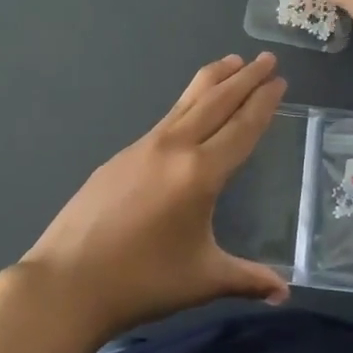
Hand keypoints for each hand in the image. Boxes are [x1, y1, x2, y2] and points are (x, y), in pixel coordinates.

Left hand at [15, 53, 290, 343]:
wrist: (68, 282)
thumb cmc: (142, 281)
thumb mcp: (203, 280)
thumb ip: (247, 279)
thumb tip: (284, 293)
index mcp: (200, 173)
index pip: (240, 128)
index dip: (262, 102)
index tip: (279, 80)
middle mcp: (173, 148)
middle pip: (215, 102)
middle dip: (244, 78)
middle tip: (266, 58)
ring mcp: (142, 147)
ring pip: (185, 103)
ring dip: (212, 81)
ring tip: (231, 62)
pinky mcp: (120, 156)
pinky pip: (164, 120)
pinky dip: (186, 104)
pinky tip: (188, 110)